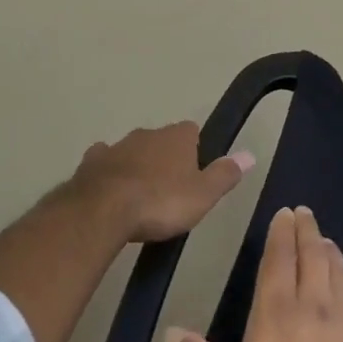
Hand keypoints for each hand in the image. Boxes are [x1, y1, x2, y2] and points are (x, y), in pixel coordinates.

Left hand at [64, 121, 253, 244]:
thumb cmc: (161, 202)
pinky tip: (109, 187)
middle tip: (169, 189)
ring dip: (137, 164)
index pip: (192, 131)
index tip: (195, 173)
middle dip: (165, 157)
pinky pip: (104, 160)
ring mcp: (117, 145)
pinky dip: (109, 170)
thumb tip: (249, 154)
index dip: (195, 149)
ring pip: (133, 149)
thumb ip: (225, 174)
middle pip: (161, 140)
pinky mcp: (93, 161)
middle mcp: (147, 133)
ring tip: (140, 194)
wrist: (104, 210)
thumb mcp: (203, 195)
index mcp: (177, 137)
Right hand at [165, 205, 342, 341]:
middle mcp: (313, 305)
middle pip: (311, 256)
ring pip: (340, 273)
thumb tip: (170, 332)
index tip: (284, 213)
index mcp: (275, 314)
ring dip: (332, 252)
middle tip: (305, 212)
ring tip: (327, 240)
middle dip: (306, 231)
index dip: (280, 234)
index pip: (278, 260)